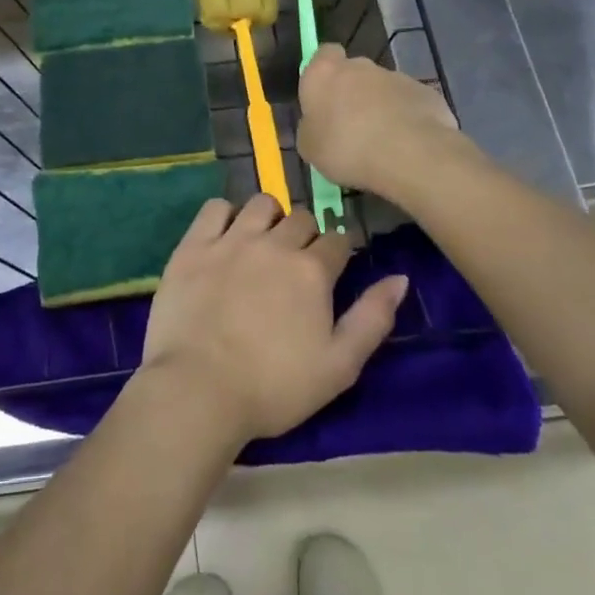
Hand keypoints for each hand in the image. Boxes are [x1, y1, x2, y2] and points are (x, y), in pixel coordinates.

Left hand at [141, 195, 407, 443]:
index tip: (329, 273)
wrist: (199, 390)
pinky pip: (215, 208)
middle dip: (304, 235)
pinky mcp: (194, 245)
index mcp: (312, 270)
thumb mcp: (339, 366)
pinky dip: (224, 216)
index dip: (336, 255)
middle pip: (300, 218)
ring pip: (261, 204)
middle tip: (294, 266)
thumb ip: (373, 318)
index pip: (337, 241)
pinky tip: (225, 237)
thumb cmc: (274, 387)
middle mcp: (274, 243)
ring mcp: (231, 240)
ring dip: (269, 218)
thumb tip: (400, 278)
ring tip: (262, 244)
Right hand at [297, 44, 461, 202]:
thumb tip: (317, 124)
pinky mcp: (424, 92)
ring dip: (380, 107)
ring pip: (382, 89)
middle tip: (351, 127)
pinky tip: (406, 144)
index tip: (324, 97)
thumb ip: (311, 127)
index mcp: (324, 73)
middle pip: (354, 72)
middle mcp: (360, 66)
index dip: (324, 73)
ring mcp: (396, 76)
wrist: (411, 155)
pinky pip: (408, 103)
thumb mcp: (310, 148)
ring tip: (381, 142)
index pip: (323, 54)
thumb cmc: (347, 148)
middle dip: (353, 93)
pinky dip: (405, 118)